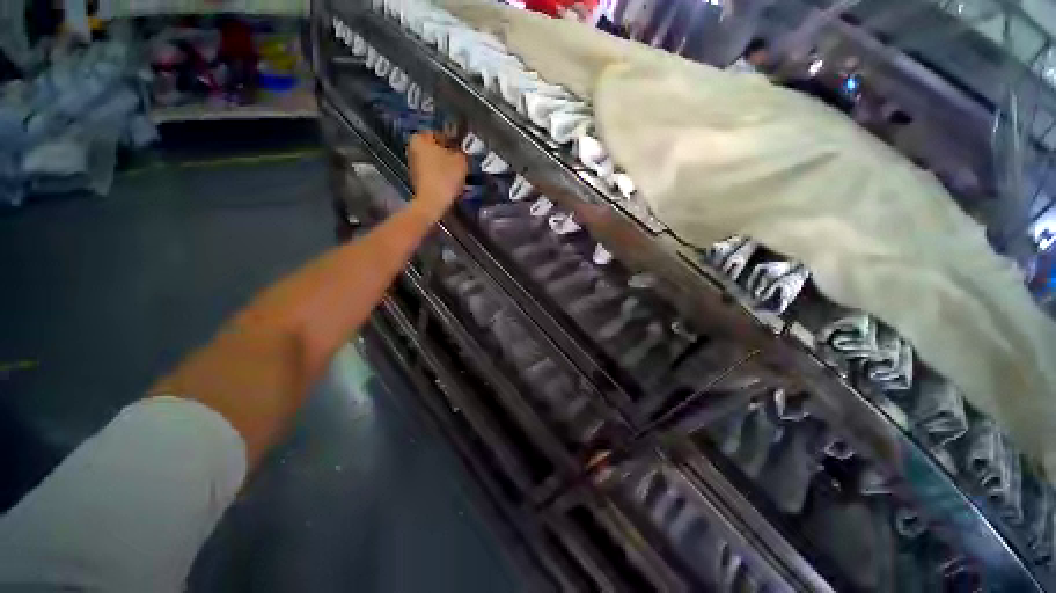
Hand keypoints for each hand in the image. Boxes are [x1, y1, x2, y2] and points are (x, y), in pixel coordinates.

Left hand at [407, 132, 468, 218]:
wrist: (433, 203)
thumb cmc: (445, 177)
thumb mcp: (461, 160)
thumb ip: (462, 152)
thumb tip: (461, 152)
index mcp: (420, 138)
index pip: (440, 134)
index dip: (454, 141)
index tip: (464, 151)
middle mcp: (412, 149)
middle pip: (436, 148)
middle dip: (448, 154)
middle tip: (462, 162)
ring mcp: (412, 165)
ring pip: (434, 161)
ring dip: (445, 166)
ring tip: (458, 174)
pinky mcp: (417, 180)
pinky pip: (432, 173)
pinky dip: (441, 176)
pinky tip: (450, 183)